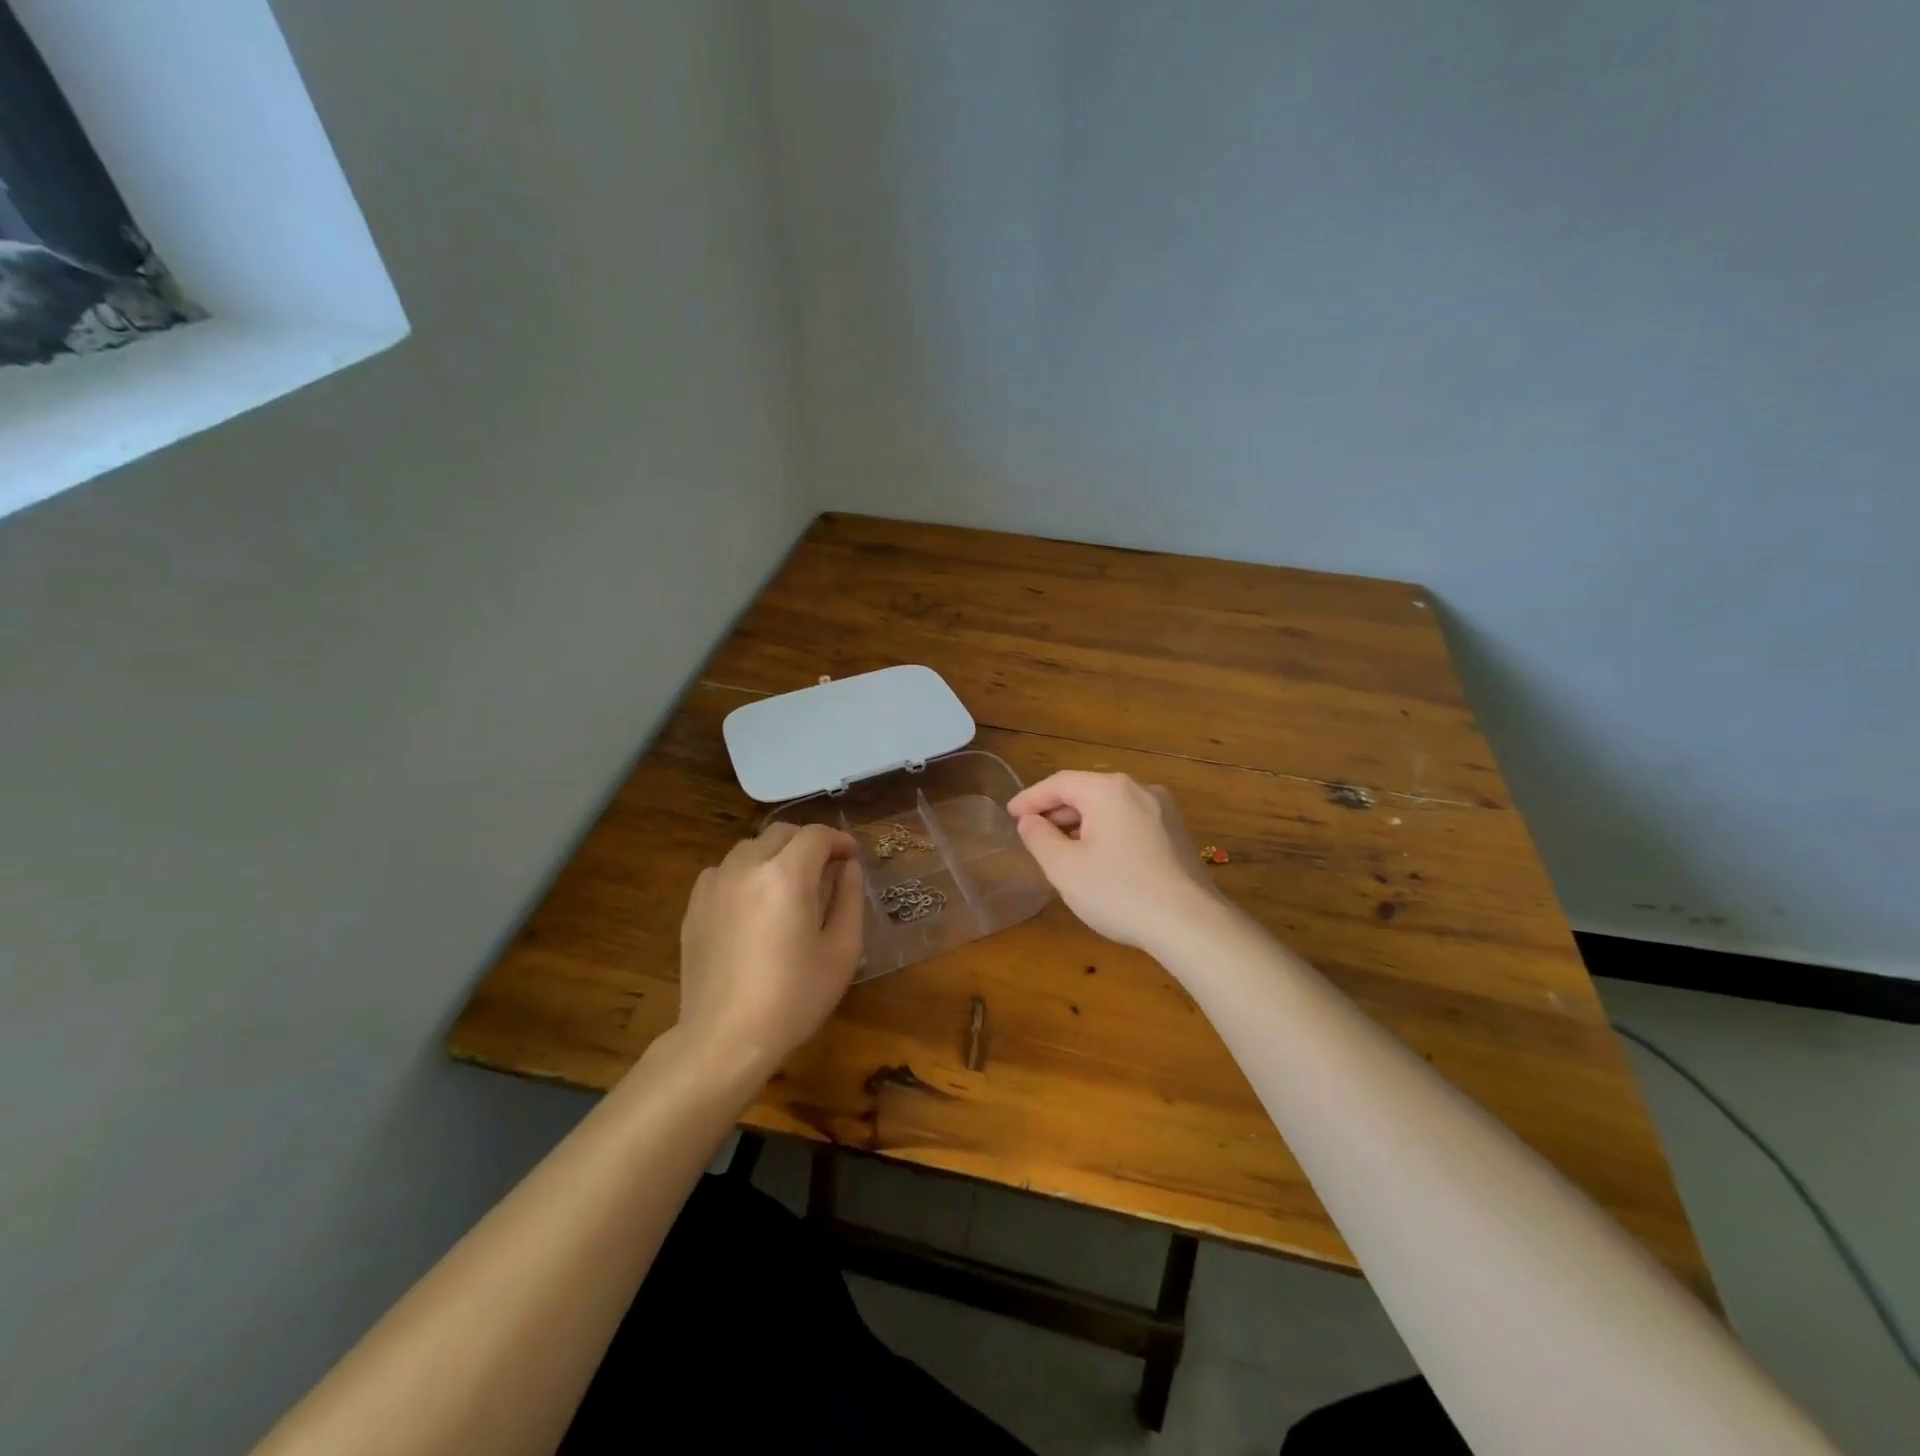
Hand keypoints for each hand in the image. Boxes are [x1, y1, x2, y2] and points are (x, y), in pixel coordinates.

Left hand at [676, 822, 864, 1076]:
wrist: (724, 1039)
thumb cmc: (794, 998)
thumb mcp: (842, 951)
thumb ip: (849, 899)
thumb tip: (848, 867)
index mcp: (787, 875)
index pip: (816, 835)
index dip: (839, 840)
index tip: (851, 858)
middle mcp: (747, 867)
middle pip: (781, 833)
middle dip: (808, 843)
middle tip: (826, 869)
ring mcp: (715, 884)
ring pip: (750, 848)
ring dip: (775, 855)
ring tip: (789, 886)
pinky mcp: (694, 906)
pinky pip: (724, 871)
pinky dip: (745, 874)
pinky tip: (753, 905)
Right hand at [1008, 771, 1225, 950]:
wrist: (1190, 924)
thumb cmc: (1118, 891)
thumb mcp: (1064, 867)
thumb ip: (1039, 838)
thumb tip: (1030, 821)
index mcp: (1109, 789)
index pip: (1059, 783)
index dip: (1030, 798)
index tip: (1010, 814)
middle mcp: (1139, 789)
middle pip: (1087, 791)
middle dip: (1056, 811)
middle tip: (1032, 833)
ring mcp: (1163, 811)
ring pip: (1110, 808)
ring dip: (1081, 824)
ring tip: (1060, 848)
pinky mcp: (1176, 834)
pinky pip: (1130, 822)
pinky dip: (1106, 832)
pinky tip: (1097, 858)